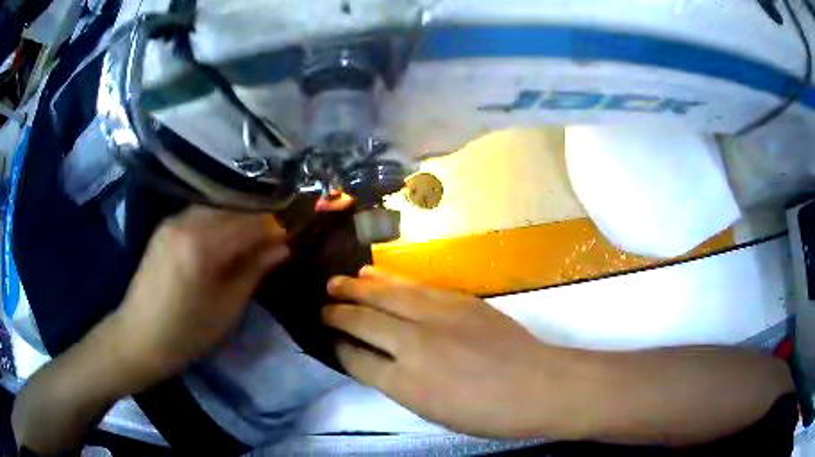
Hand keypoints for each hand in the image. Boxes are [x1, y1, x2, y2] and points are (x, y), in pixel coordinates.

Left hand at [111, 207, 289, 386]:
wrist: (138, 337)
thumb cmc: (187, 334)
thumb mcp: (227, 308)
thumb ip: (255, 270)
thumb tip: (283, 246)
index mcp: (203, 246)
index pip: (252, 222)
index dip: (279, 223)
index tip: (299, 228)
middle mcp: (186, 222)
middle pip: (235, 208)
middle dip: (261, 218)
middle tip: (280, 235)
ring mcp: (172, 221)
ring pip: (217, 208)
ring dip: (240, 219)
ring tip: (256, 237)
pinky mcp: (164, 226)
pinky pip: (200, 214)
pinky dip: (219, 221)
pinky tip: (226, 238)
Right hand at [322, 266, 554, 437]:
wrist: (538, 386)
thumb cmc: (487, 413)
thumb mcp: (433, 411)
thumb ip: (398, 384)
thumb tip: (375, 361)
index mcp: (404, 383)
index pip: (355, 358)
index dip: (338, 346)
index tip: (328, 338)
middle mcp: (412, 344)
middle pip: (362, 320)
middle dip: (336, 312)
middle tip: (321, 305)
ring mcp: (435, 316)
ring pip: (384, 295)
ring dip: (356, 287)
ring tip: (336, 282)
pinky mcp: (456, 300)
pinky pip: (412, 286)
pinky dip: (388, 279)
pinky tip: (374, 275)